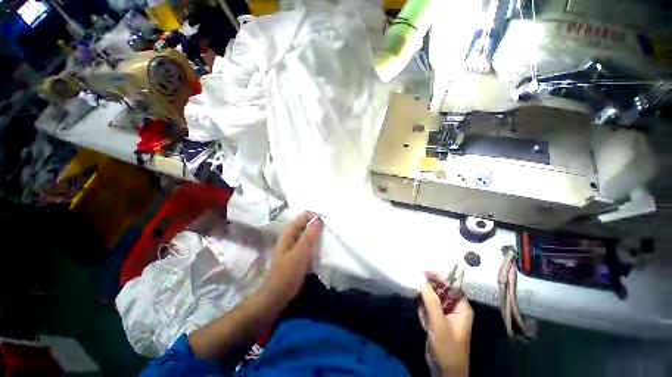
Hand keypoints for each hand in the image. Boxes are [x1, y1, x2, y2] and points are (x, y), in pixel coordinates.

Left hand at [260, 212, 323, 309]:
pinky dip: (317, 241)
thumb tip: (319, 219)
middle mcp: (292, 235)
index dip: (316, 217)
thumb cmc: (287, 274)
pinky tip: (324, 246)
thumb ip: (309, 236)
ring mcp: (295, 244)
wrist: (278, 295)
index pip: (304, 215)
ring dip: (319, 233)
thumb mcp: (300, 253)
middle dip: (319, 224)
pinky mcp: (299, 252)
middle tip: (330, 231)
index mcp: (289, 232)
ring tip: (330, 238)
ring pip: (309, 232)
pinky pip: (310, 242)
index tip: (327, 224)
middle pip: (307, 223)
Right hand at [419, 273, 473, 376]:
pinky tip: (425, 325)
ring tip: (426, 319)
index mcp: (461, 308)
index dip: (440, 276)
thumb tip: (423, 283)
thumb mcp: (439, 324)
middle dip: (430, 293)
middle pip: (440, 291)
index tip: (425, 271)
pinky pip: (428, 309)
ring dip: (425, 306)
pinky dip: (424, 314)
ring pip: (432, 299)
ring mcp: (445, 315)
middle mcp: (454, 309)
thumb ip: (431, 302)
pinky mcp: (437, 320)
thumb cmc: (447, 348)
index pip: (452, 285)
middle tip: (420, 295)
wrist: (444, 370)